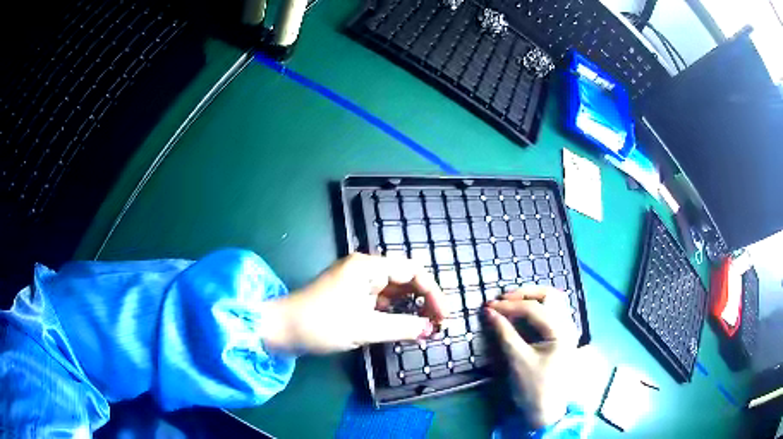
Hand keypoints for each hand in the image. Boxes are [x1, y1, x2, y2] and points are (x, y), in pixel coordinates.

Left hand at [260, 253, 444, 353]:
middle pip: (405, 279)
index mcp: (368, 266)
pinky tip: (405, 325)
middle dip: (424, 299)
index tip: (444, 316)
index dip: (433, 292)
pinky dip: (395, 312)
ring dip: (411, 307)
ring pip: (394, 291)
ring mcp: (357, 282)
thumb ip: (402, 327)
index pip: (412, 271)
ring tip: (427, 326)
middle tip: (438, 323)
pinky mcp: (352, 296)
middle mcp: (365, 269)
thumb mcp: (365, 328)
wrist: (283, 329)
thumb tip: (430, 329)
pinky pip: (381, 301)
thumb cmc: (321, 324)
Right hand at [485, 286, 578, 427]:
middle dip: (524, 294)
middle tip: (502, 300)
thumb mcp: (517, 360)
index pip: (534, 308)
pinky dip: (535, 308)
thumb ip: (504, 333)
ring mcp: (566, 330)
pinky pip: (550, 313)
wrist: (546, 411)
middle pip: (549, 295)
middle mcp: (567, 325)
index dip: (509, 305)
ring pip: (552, 301)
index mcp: (561, 331)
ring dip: (531, 298)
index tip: (488, 307)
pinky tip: (520, 314)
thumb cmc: (533, 387)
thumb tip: (489, 312)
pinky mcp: (560, 336)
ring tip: (510, 303)